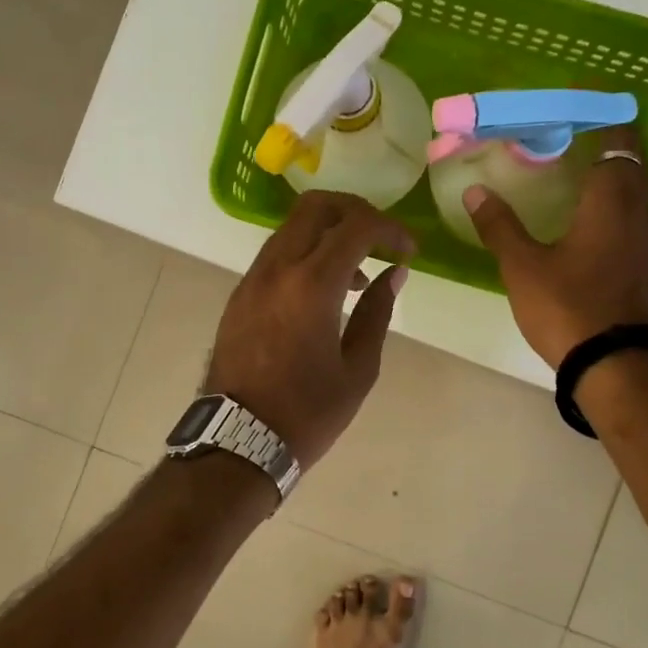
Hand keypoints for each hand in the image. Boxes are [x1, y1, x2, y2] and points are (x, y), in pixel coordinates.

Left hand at [205, 191, 414, 466]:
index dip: (390, 229)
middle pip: (316, 206)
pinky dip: (305, 253)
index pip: (357, 226)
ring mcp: (252, 280)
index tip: (409, 250)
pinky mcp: (239, 295)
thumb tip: (394, 273)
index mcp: (312, 286)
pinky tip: (323, 291)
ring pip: (292, 227)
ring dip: (328, 233)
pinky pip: (276, 254)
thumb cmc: (307, 413)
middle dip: (356, 211)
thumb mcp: (358, 369)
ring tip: (356, 275)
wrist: (238, 441)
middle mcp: (277, 270)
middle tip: (381, 240)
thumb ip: (378, 313)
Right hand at [464, 125, 647, 368]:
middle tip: (559, 132)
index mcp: (612, 198)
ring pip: (631, 187)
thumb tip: (476, 191)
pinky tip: (579, 216)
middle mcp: (638, 209)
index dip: (598, 110)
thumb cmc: (569, 307)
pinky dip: (608, 200)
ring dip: (605, 170)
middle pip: (628, 156)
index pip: (617, 134)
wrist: (616, 366)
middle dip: (599, 136)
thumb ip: (499, 225)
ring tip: (565, 168)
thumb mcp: (523, 266)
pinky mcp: (644, 262)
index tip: (571, 98)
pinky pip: (629, 213)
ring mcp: (647, 238)